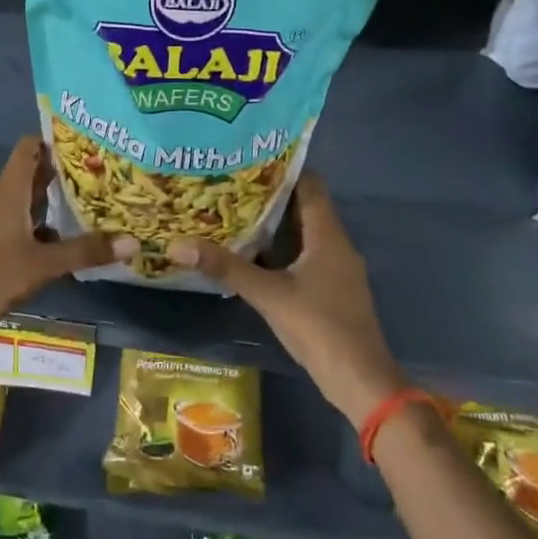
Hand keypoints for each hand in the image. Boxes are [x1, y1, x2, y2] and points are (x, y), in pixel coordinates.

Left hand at [0, 137, 135, 337]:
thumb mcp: (43, 263)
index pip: (28, 150)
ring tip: (96, 199)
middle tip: (104, 169)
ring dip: (57, 202)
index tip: (87, 140)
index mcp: (8, 193)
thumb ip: (85, 251)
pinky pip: (27, 228)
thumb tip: (133, 242)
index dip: (54, 140)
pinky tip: (72, 238)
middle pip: (33, 176)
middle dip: (64, 172)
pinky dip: (48, 229)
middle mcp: (1, 203)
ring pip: (31, 204)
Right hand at [169, 173, 404, 428]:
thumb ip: (226, 268)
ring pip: (303, 234)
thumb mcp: (268, 294)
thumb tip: (178, 244)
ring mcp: (335, 269)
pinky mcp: (330, 290)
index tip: (248, 159)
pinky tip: (251, 255)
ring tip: (233, 213)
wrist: (359, 379)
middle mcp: (336, 245)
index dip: (283, 169)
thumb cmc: (319, 327)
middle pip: (304, 208)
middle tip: (229, 185)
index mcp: (328, 236)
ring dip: (273, 225)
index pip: (310, 185)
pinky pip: (304, 257)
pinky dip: (280, 250)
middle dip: (270, 196)